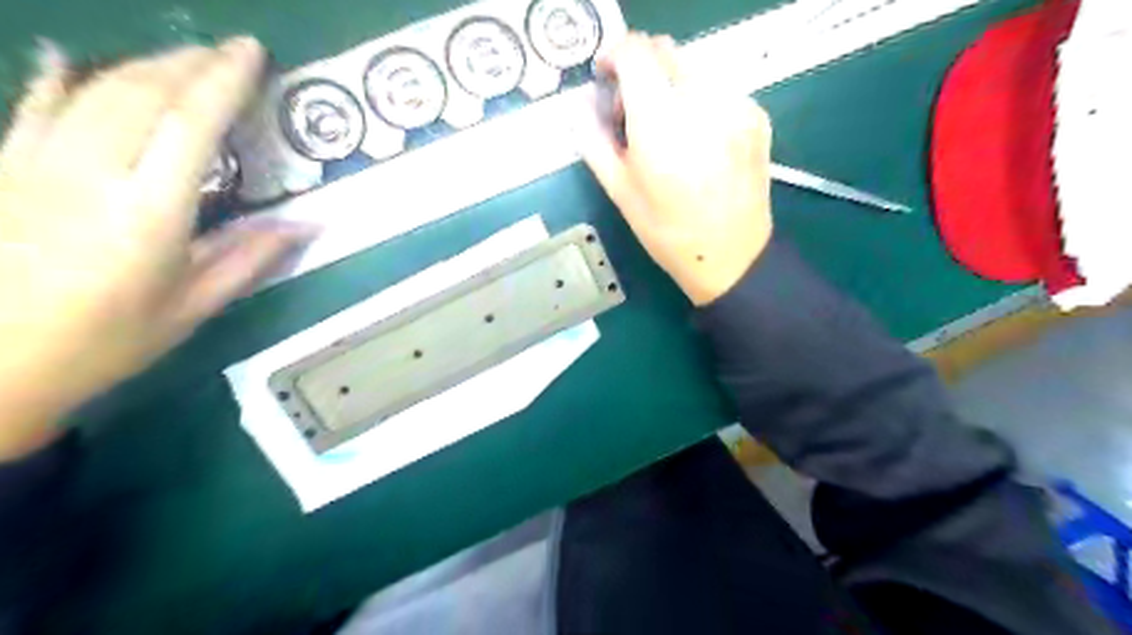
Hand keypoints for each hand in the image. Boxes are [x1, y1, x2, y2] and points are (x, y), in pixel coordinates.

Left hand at [1, 37, 311, 456]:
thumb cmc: (108, 341)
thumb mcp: (193, 306)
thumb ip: (250, 257)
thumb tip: (310, 224)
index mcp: (148, 212)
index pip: (192, 125)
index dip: (224, 81)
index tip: (251, 52)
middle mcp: (90, 173)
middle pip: (142, 94)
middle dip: (189, 64)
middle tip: (228, 51)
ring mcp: (36, 164)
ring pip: (93, 91)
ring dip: (142, 66)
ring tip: (181, 57)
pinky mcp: (4, 169)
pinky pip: (31, 107)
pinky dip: (53, 78)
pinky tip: (63, 58)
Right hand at [577, 35, 774, 308]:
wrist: (731, 255)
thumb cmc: (667, 232)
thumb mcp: (619, 192)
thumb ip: (594, 141)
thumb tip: (582, 106)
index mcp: (661, 123)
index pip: (635, 52)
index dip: (614, 56)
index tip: (606, 79)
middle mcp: (702, 102)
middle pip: (665, 51)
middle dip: (641, 70)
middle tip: (631, 113)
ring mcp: (736, 105)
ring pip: (693, 67)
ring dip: (669, 84)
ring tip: (666, 129)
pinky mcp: (756, 115)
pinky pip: (719, 87)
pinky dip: (698, 99)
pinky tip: (696, 139)